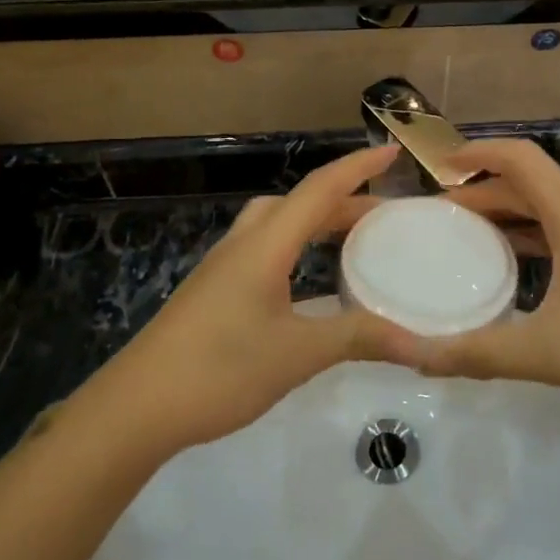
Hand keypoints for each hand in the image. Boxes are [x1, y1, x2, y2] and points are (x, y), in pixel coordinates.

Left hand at [97, 144, 414, 454]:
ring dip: (315, 221)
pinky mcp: (213, 289)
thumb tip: (423, 345)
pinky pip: (264, 247)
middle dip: (344, 200)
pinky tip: (307, 281)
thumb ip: (359, 339)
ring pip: (277, 223)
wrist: (136, 407)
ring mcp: (223, 266)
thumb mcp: (297, 354)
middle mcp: (244, 244)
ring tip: (350, 241)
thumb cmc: (219, 370)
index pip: (319, 189)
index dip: (357, 167)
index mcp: (266, 245)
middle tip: (384, 216)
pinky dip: (295, 246)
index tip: (392, 151)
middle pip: (298, 202)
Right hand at [403, 140, 559, 414]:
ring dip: (507, 215)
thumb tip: (419, 357)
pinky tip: (518, 268)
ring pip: (548, 209)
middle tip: (440, 217)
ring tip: (468, 238)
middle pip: (528, 184)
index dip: (477, 153)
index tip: (440, 167)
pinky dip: (532, 235)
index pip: (519, 158)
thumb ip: (480, 353)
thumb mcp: (549, 352)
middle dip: (481, 193)